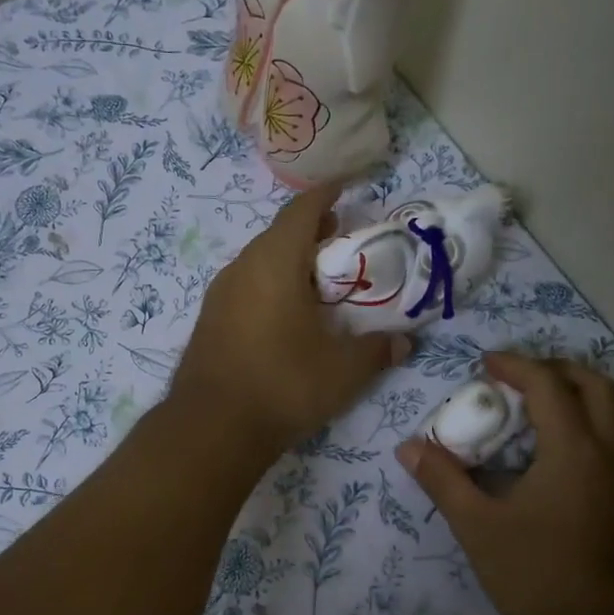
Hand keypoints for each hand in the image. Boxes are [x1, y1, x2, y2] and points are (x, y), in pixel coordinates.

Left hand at [171, 182, 407, 455]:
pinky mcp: (209, 320)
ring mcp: (219, 295)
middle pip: (279, 234)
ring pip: (259, 262)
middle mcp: (242, 268)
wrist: (212, 428)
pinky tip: (287, 315)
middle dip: (312, 231)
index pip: (302, 209)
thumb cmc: (283, 385)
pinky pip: (245, 287)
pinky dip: (270, 286)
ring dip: (290, 261)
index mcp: (275, 262)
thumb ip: (377, 351)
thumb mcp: (343, 370)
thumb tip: (403, 343)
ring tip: (319, 281)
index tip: (348, 186)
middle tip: (343, 242)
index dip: (326, 193)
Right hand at [397, 352, 613, 614]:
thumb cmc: (534, 578)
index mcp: (576, 451)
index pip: (549, 385)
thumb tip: (408, 447)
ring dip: (580, 396)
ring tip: (539, 408)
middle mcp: (613, 455)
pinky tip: (558, 454)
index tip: (485, 364)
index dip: (516, 365)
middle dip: (558, 370)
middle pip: (597, 387)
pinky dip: (592, 426)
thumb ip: (442, 480)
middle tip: (518, 377)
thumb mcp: (477, 526)